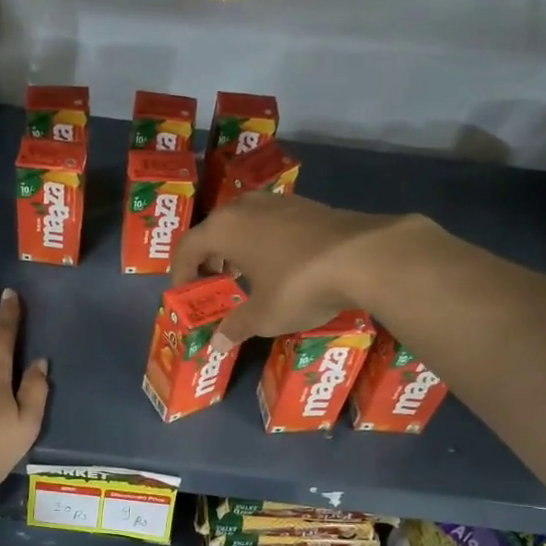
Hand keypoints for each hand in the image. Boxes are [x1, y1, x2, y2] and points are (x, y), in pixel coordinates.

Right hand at [171, 193, 419, 347]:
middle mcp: (246, 207)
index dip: (181, 272)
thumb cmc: (299, 285)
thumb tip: (217, 343)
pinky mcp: (308, 205)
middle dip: (210, 259)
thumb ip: (236, 326)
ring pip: (245, 223)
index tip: (186, 293)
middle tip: (214, 284)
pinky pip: (271, 223)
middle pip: (215, 231)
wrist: (364, 256)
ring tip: (246, 276)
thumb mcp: (263, 315)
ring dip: (238, 249)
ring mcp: (279, 202)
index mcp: (224, 228)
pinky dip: (264, 242)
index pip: (187, 247)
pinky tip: (280, 265)